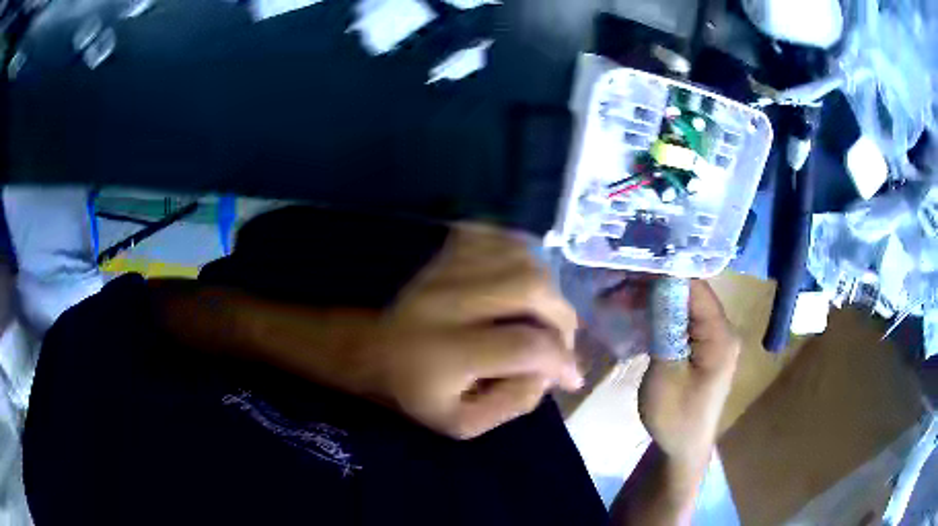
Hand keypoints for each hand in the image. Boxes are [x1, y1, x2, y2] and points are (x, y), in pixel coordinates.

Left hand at [356, 224, 582, 439]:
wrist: (369, 348)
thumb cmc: (415, 391)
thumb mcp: (461, 422)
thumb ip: (513, 404)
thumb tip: (551, 373)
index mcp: (446, 352)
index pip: (524, 345)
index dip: (562, 360)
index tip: (571, 376)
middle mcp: (445, 301)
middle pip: (529, 286)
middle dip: (562, 316)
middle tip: (562, 341)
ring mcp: (444, 267)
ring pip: (520, 256)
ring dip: (548, 287)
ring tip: (545, 315)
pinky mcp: (444, 248)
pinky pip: (499, 236)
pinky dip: (525, 257)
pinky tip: (524, 283)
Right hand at [638, 280, 739, 462]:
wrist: (683, 448)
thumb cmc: (675, 416)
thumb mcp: (666, 373)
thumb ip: (667, 326)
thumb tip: (660, 283)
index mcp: (720, 335)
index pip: (696, 288)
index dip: (664, 275)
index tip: (629, 271)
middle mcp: (722, 330)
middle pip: (690, 293)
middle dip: (654, 287)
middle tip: (618, 288)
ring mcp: (713, 338)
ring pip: (684, 306)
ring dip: (654, 301)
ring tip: (621, 300)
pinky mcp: (703, 347)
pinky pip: (683, 321)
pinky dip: (660, 316)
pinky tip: (638, 316)